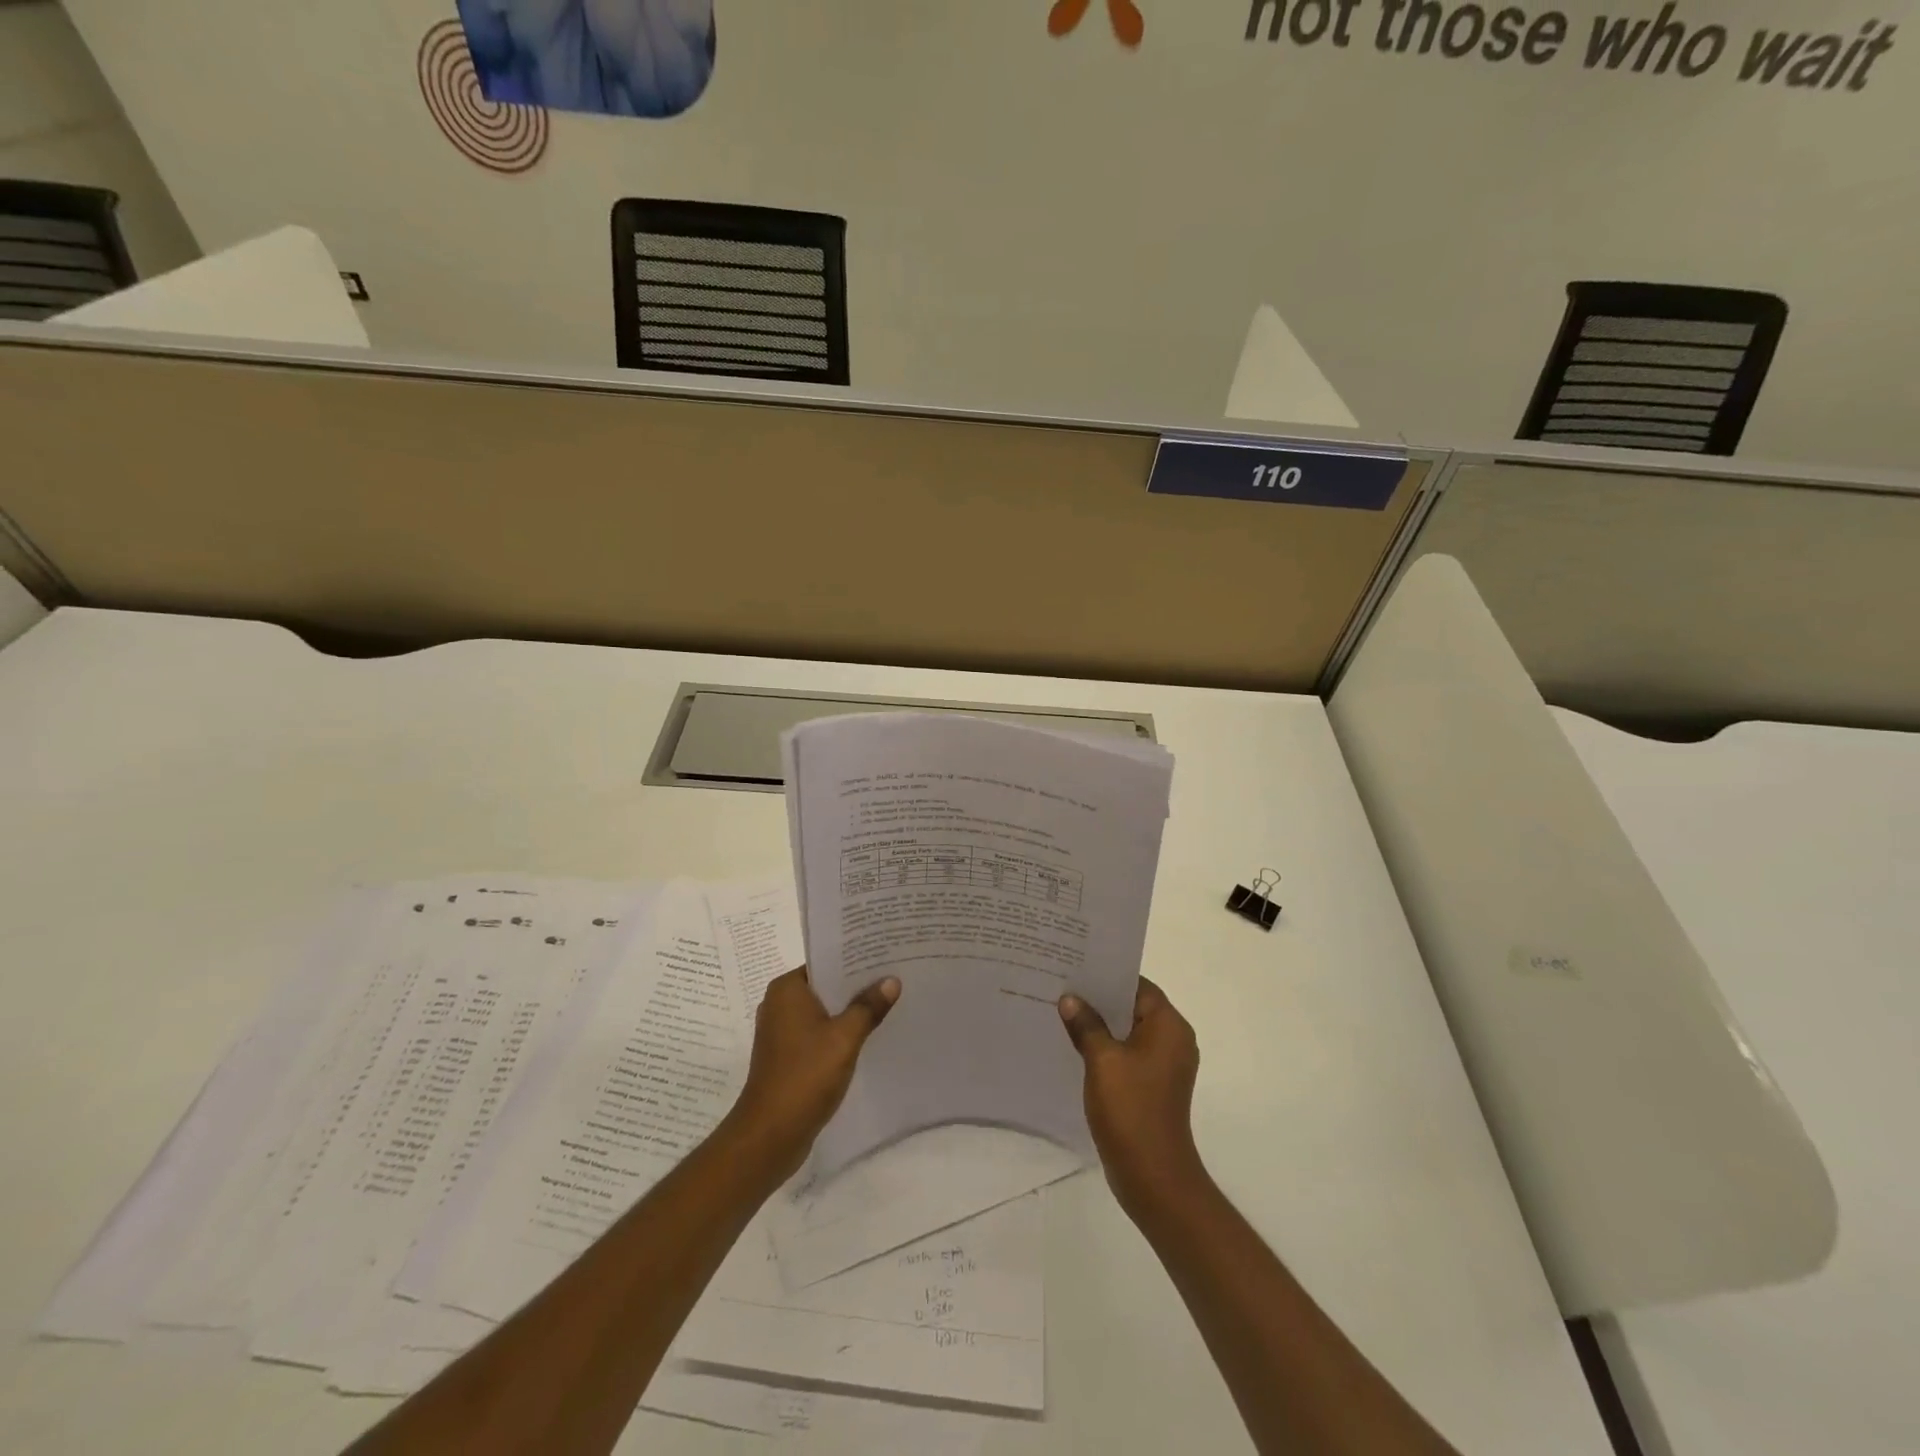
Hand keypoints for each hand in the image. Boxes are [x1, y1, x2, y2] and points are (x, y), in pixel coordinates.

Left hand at [728, 967, 899, 1180]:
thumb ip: (868, 1007)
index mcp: (787, 989)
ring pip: (823, 1012)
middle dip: (857, 986)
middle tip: (895, 978)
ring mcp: (781, 1032)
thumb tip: (892, 980)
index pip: (825, 962)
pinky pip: (818, 1034)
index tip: (886, 956)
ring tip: (888, 1004)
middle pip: (826, 986)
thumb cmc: (805, 1076)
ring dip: (850, 1012)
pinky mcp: (787, 1057)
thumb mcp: (844, 1038)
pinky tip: (868, 1037)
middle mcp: (779, 1004)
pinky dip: (839, 1034)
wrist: (770, 1135)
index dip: (856, 960)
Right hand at [1059, 977, 1204, 1215]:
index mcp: (1169, 1026)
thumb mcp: (1102, 1060)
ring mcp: (1165, 1065)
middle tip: (1063, 985)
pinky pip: (1129, 1053)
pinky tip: (1076, 1046)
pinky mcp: (1154, 1085)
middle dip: (1100, 998)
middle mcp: (1173, 1040)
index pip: (1138, 985)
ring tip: (1064, 1012)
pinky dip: (1107, 1047)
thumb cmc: (1131, 1108)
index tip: (1077, 966)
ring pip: (1129, 1031)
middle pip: (1134, 1006)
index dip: (1108, 975)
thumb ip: (1086, 1024)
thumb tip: (1070, 999)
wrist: (1152, 1174)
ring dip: (1101, 1024)